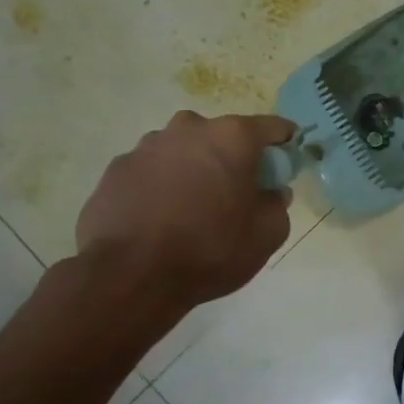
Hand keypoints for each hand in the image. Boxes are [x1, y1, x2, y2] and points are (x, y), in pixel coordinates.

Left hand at [76, 112, 294, 309]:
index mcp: (231, 137)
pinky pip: (151, 172)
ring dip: (193, 170)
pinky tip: (160, 219)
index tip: (286, 164)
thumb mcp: (267, 234)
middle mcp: (188, 129)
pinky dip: (161, 187)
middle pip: (222, 136)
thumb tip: (272, 192)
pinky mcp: (116, 169)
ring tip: (192, 210)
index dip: (284, 144)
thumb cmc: (210, 249)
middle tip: (236, 194)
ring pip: (183, 151)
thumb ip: (278, 204)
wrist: (130, 275)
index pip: (272, 127)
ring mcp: (146, 146)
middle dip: (233, 158)